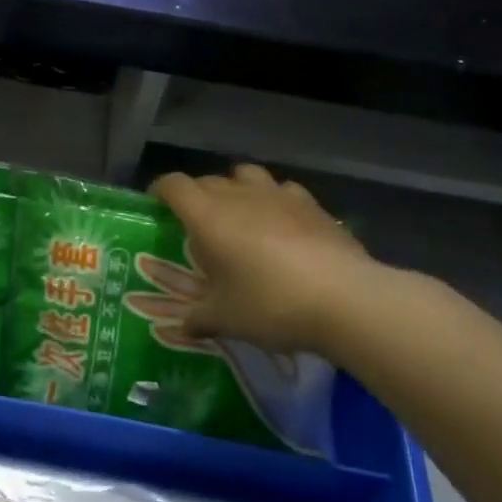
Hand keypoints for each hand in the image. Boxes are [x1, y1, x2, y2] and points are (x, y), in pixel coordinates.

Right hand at [149, 163, 388, 356]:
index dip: (160, 190)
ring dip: (236, 189)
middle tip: (196, 225)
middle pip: (207, 180)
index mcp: (207, 216)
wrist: (346, 300)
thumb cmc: (270, 304)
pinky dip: (273, 200)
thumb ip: (198, 318)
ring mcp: (278, 195)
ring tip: (239, 216)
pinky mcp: (311, 204)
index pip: (173, 185)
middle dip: (196, 196)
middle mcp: (238, 195)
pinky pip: (282, 190)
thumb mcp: (225, 319)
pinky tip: (281, 224)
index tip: (155, 205)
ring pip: (246, 176)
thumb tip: (183, 326)